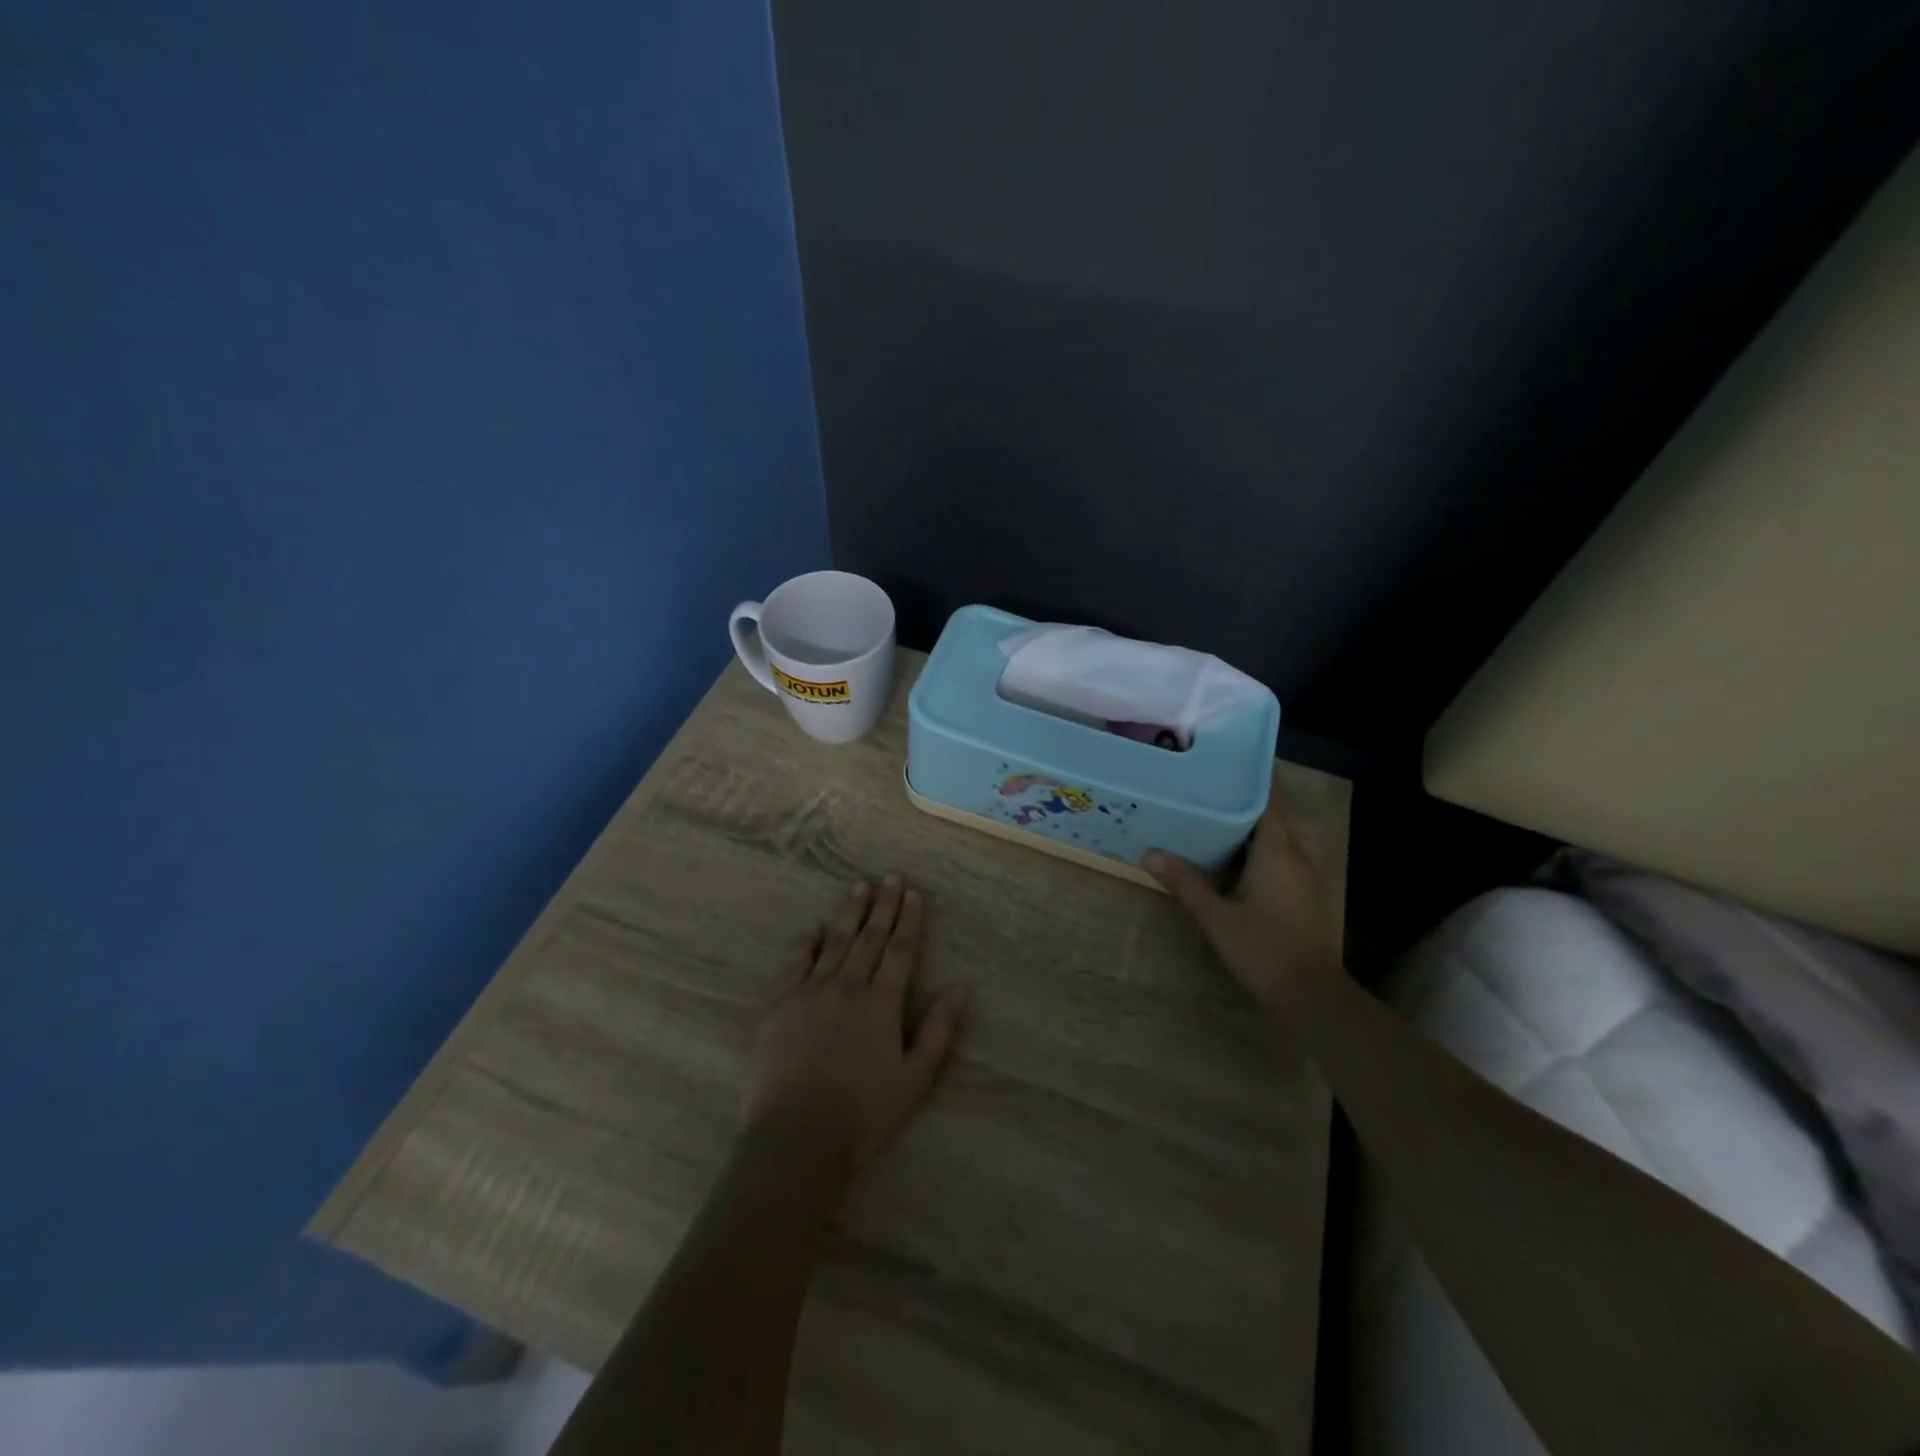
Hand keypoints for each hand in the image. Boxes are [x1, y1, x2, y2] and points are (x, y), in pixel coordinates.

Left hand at [743, 875, 966, 1172]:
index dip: (909, 921)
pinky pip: (793, 964)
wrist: (796, 1138)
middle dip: (882, 906)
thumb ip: (939, 1032)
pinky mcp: (779, 1006)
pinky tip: (810, 928)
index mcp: (881, 1004)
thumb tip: (959, 990)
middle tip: (890, 877)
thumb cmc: (862, 1115)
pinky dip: (804, 943)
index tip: (913, 894)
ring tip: (858, 888)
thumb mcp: (914, 1080)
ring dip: (848, 914)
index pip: (901, 951)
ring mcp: (810, 993)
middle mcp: (847, 987)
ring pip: (834, 943)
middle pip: (869, 938)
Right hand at [1144, 785, 1341, 1007]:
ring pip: (1270, 842)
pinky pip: (1273, 861)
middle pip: (1267, 818)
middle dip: (1237, 803)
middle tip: (1201, 790)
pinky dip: (1250, 854)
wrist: (1311, 996)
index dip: (1252, 778)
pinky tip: (1223, 862)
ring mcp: (1301, 879)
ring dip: (1242, 832)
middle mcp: (1294, 857)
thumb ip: (1185, 883)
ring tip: (1204, 820)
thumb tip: (1150, 853)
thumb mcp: (1216, 916)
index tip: (1226, 761)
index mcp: (1277, 852)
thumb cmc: (1264, 948)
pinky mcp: (1299, 898)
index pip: (1268, 800)